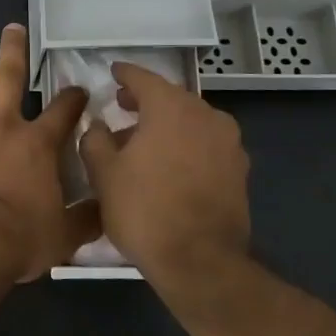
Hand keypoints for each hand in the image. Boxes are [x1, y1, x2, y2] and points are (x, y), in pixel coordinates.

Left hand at [0, 25, 92, 281]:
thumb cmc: (18, 239)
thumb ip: (86, 218)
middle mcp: (2, 121)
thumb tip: (107, 210)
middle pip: (11, 72)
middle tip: (13, 29)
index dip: (73, 97)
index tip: (77, 90)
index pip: (64, 110)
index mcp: (38, 143)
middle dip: (14, 47)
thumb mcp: (64, 235)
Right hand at [79, 61, 249, 280]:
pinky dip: (185, 145)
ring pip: (190, 121)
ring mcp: (229, 144)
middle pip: (170, 98)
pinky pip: (205, 144)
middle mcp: (206, 116)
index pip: (143, 78)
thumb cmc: (144, 209)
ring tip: (141, 141)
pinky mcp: (239, 171)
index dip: (124, 74)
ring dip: (166, 124)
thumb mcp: (103, 172)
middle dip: (145, 101)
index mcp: (171, 107)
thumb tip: (100, 127)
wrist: (200, 263)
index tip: (112, 72)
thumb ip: (96, 139)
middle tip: (121, 106)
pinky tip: (167, 165)